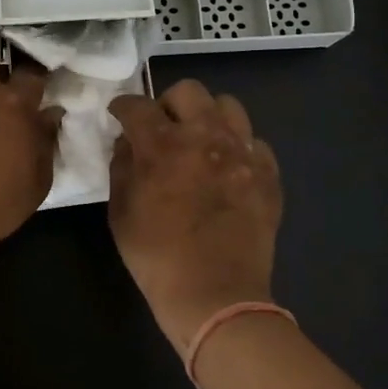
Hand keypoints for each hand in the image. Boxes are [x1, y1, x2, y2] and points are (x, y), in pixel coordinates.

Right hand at [107, 80, 281, 355]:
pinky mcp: (268, 174)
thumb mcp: (120, 213)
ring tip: (201, 143)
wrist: (216, 297)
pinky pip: (255, 142)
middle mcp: (205, 137)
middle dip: (169, 104)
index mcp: (163, 145)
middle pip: (188, 91)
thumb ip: (122, 167)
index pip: (137, 105)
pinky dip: (239, 148)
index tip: (120, 116)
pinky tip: (229, 169)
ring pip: (228, 106)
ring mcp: (242, 153)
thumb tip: (128, 143)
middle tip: (163, 129)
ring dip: (208, 118)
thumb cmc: (157, 258)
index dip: (123, 107)